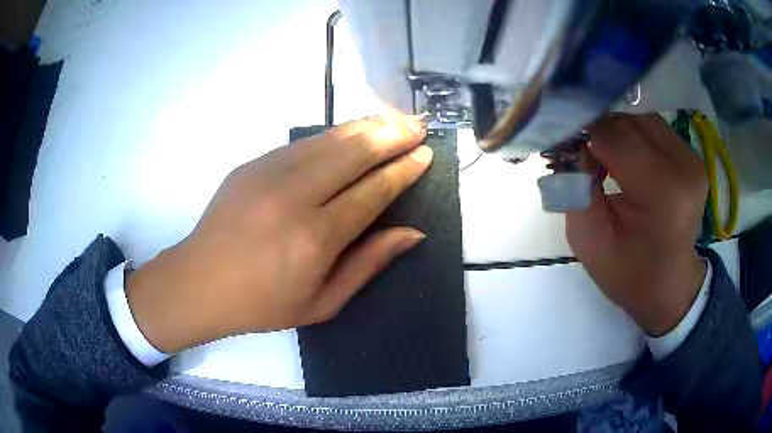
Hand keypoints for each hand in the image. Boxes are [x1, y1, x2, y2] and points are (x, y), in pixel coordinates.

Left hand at [125, 115, 431, 352]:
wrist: (199, 282)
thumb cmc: (263, 304)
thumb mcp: (323, 303)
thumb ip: (369, 264)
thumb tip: (413, 233)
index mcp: (315, 238)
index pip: (373, 191)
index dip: (403, 170)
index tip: (426, 154)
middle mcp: (294, 197)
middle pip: (355, 152)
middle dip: (393, 135)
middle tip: (419, 126)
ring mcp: (269, 173)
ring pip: (330, 138)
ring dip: (368, 126)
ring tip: (396, 119)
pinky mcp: (253, 164)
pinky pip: (304, 142)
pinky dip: (336, 134)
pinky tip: (354, 132)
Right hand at [566, 114, 707, 336]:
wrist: (670, 286)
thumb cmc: (629, 273)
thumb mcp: (589, 241)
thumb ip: (575, 188)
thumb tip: (573, 143)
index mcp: (662, 192)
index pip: (614, 134)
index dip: (584, 132)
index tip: (566, 145)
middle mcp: (683, 165)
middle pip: (628, 120)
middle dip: (600, 129)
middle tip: (583, 153)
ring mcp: (691, 158)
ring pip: (640, 117)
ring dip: (617, 130)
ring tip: (605, 156)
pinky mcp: (692, 155)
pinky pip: (653, 127)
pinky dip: (633, 135)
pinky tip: (626, 158)